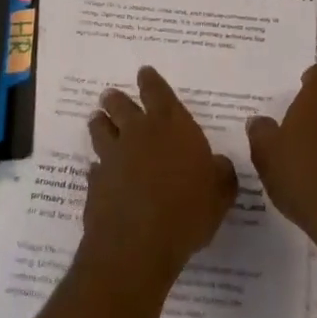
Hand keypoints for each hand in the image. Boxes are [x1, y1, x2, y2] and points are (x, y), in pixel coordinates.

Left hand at [82, 66, 237, 292]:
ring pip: (101, 131)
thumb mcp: (220, 193)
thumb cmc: (187, 210)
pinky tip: (97, 170)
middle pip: (122, 106)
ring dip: (99, 124)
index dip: (150, 81)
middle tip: (110, 94)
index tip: (143, 72)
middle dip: (116, 99)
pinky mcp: (96, 184)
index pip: (157, 92)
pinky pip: (95, 168)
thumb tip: (219, 165)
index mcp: (171, 125)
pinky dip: (97, 167)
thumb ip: (221, 173)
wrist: (137, 245)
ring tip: (96, 118)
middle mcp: (139, 133)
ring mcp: (113, 157)